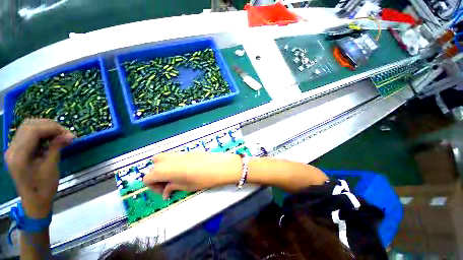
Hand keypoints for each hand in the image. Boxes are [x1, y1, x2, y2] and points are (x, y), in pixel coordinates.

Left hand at [5, 119, 73, 217]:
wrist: (34, 201)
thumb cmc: (43, 188)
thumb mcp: (51, 168)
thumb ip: (56, 148)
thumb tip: (69, 135)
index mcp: (19, 156)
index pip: (33, 131)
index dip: (52, 128)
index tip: (68, 134)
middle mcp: (12, 149)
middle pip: (29, 125)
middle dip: (49, 126)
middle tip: (65, 134)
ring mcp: (12, 149)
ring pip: (27, 127)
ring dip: (45, 128)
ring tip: (59, 135)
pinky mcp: (15, 150)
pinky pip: (27, 134)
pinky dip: (40, 133)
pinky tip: (50, 139)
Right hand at [143, 152, 241, 198]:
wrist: (221, 166)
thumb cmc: (203, 179)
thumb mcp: (186, 186)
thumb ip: (172, 187)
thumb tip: (166, 192)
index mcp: (165, 169)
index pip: (147, 177)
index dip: (153, 186)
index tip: (165, 191)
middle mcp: (170, 158)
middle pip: (154, 164)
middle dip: (157, 175)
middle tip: (168, 183)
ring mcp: (180, 153)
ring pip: (164, 158)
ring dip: (165, 168)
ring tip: (176, 177)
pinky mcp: (188, 152)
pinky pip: (175, 157)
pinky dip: (174, 164)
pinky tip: (185, 171)